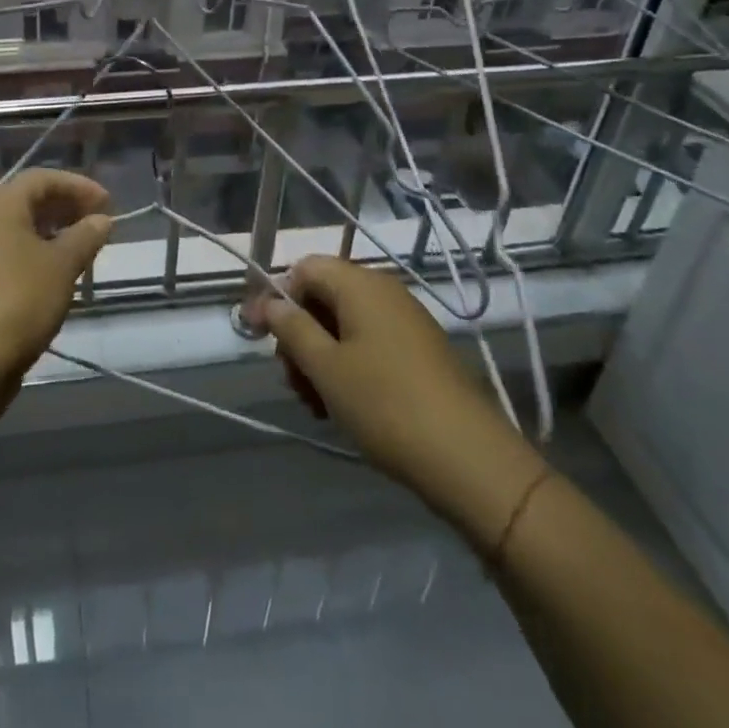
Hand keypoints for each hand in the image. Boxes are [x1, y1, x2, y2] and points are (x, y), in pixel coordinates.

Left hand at [0, 169, 112, 377]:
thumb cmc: (21, 298)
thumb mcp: (63, 264)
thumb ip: (85, 236)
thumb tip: (101, 219)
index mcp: (0, 203)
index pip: (43, 178)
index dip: (78, 186)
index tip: (106, 204)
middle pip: (22, 198)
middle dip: (58, 206)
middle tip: (86, 220)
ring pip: (9, 226)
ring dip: (41, 230)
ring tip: (72, 247)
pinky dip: (25, 252)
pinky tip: (46, 273)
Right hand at [246, 256, 545, 548]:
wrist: (470, 460)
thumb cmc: (386, 405)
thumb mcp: (326, 368)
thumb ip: (292, 328)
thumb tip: (270, 302)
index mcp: (360, 284)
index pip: (304, 268)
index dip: (276, 297)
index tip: (257, 335)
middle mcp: (384, 292)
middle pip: (323, 297)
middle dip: (298, 335)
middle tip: (292, 381)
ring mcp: (405, 321)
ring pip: (344, 326)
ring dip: (320, 357)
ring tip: (315, 404)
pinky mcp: (419, 351)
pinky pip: (369, 345)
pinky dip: (347, 367)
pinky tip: (341, 406)